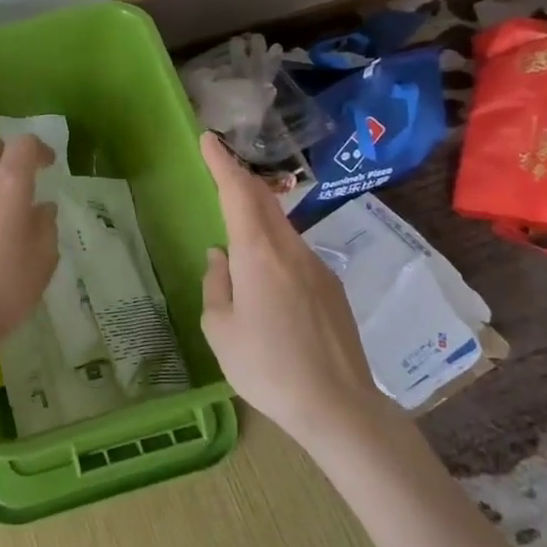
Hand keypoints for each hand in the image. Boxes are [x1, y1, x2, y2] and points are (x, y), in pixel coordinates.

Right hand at [198, 132, 381, 433]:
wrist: (338, 406)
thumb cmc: (266, 368)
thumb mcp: (221, 328)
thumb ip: (217, 284)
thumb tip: (220, 257)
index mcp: (258, 255)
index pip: (238, 193)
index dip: (222, 163)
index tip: (208, 139)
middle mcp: (291, 250)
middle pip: (264, 201)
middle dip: (240, 179)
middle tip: (219, 168)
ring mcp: (317, 267)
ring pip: (281, 228)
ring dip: (257, 215)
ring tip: (237, 229)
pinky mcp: (332, 288)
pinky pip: (295, 254)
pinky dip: (273, 247)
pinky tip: (265, 279)